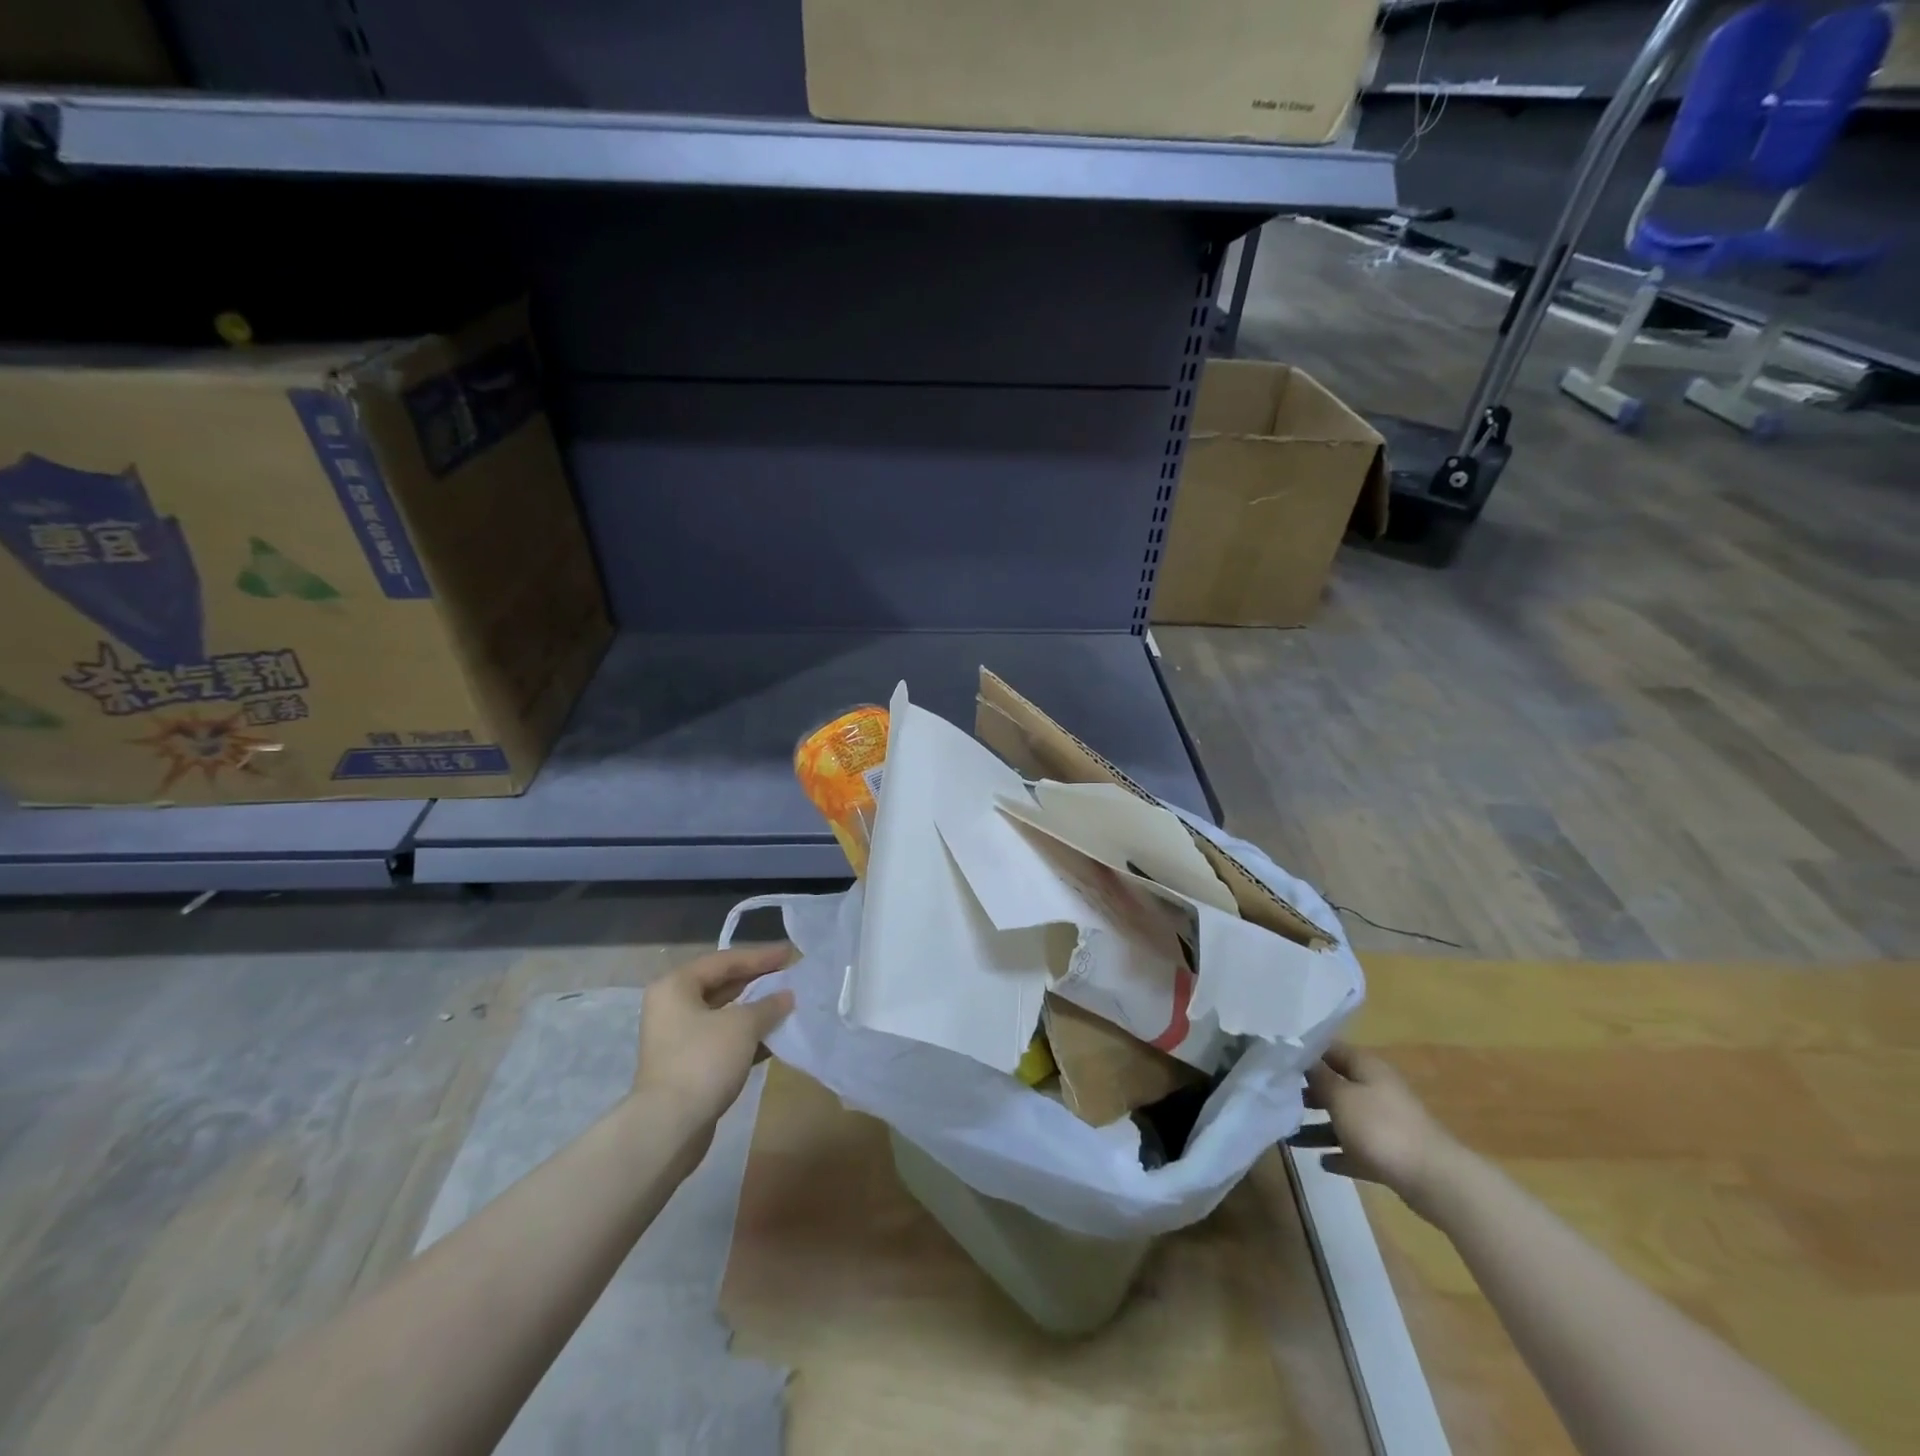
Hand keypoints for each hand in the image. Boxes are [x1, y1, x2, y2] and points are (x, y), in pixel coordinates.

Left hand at [635, 944, 795, 1136]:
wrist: (669, 1126)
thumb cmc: (703, 1061)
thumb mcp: (743, 1025)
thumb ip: (768, 1005)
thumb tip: (786, 996)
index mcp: (676, 986)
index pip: (725, 961)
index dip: (760, 957)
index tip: (790, 954)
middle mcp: (672, 1006)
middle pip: (722, 985)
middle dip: (757, 982)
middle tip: (789, 977)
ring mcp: (677, 1038)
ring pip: (723, 1014)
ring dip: (754, 1011)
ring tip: (787, 1006)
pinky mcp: (686, 1064)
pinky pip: (722, 1039)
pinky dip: (746, 1036)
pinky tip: (774, 1038)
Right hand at [1293, 1042, 1464, 1214]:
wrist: (1435, 1180)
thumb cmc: (1381, 1128)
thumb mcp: (1340, 1096)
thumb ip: (1318, 1076)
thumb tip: (1299, 1057)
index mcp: (1367, 1067)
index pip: (1329, 1049)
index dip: (1303, 1053)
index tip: (1275, 1060)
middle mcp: (1376, 1089)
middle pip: (1335, 1084)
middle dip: (1307, 1091)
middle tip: (1277, 1098)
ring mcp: (1385, 1122)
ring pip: (1344, 1118)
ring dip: (1319, 1126)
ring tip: (1290, 1136)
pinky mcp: (1390, 1154)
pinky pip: (1357, 1149)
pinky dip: (1340, 1153)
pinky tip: (1321, 1162)